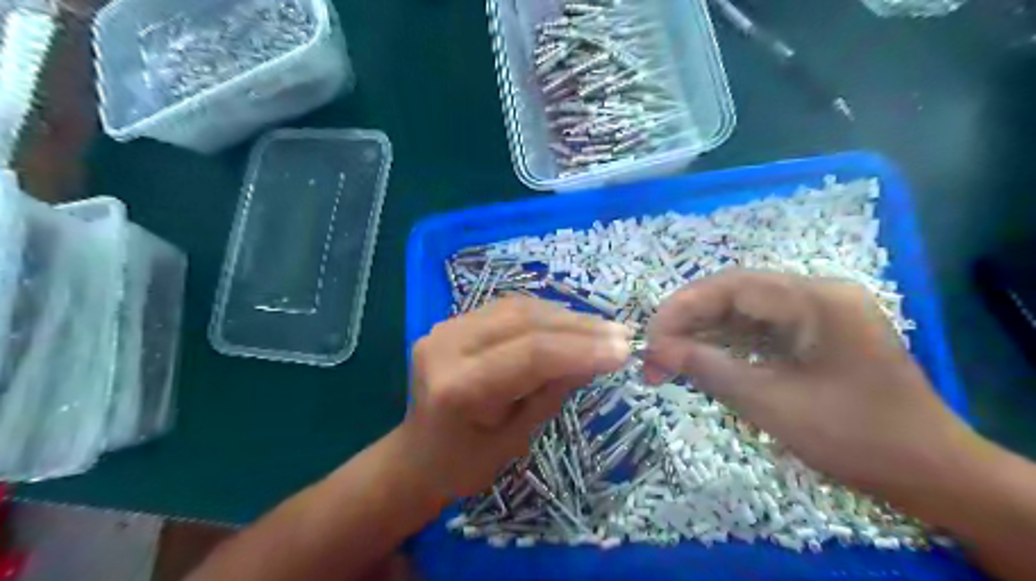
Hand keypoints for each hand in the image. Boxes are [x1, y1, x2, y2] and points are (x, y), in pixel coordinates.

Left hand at [405, 294, 630, 498]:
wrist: (418, 455)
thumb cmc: (466, 464)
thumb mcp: (517, 437)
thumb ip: (554, 390)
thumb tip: (598, 355)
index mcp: (457, 387)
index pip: (530, 354)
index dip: (581, 348)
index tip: (623, 350)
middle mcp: (446, 346)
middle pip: (525, 322)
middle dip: (579, 328)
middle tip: (620, 335)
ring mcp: (446, 327)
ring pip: (519, 308)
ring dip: (565, 317)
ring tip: (602, 330)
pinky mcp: (453, 321)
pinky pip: (508, 310)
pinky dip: (544, 316)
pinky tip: (570, 325)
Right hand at [645, 270, 975, 501]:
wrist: (932, 473)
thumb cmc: (855, 437)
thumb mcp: (771, 403)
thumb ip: (709, 368)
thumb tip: (657, 351)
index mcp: (816, 300)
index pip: (732, 287)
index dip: (682, 308)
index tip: (650, 339)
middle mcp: (817, 294)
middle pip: (735, 294)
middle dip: (688, 321)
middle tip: (653, 353)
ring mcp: (818, 313)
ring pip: (743, 311)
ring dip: (704, 333)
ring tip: (668, 360)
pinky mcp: (815, 334)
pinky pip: (760, 329)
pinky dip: (726, 343)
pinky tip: (701, 359)